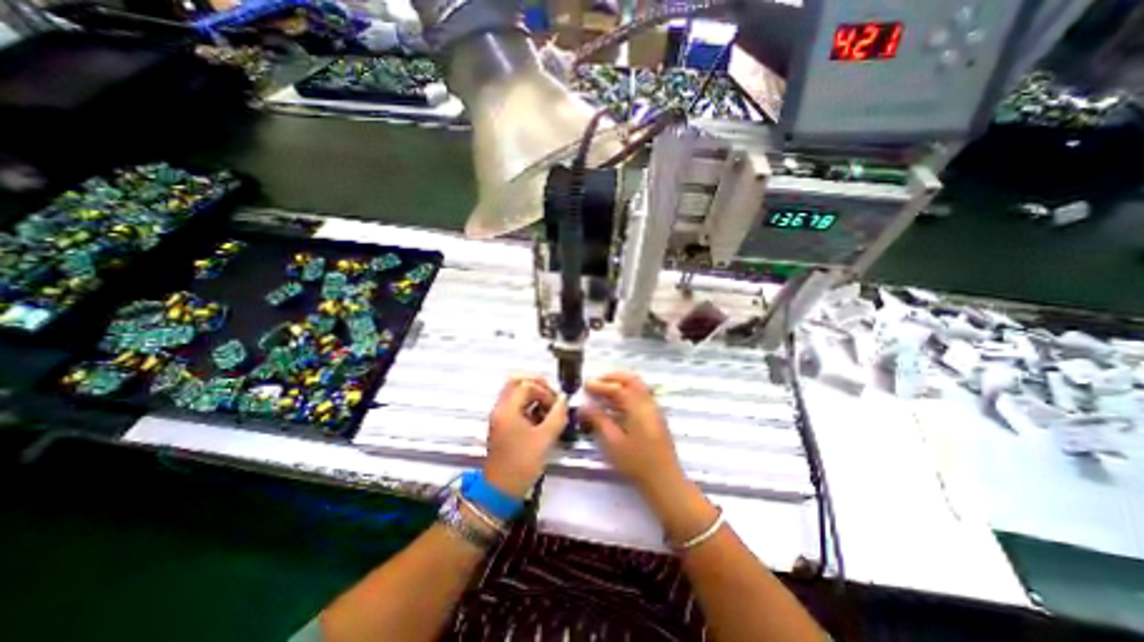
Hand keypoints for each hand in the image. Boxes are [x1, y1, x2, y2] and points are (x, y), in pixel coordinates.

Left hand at [485, 374, 568, 497]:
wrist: (500, 490)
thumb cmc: (522, 463)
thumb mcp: (545, 439)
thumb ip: (557, 415)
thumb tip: (564, 399)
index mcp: (507, 409)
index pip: (527, 385)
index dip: (545, 391)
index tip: (556, 406)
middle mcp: (500, 407)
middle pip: (516, 382)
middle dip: (537, 385)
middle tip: (552, 396)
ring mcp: (500, 415)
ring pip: (516, 392)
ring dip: (534, 395)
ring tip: (548, 409)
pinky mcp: (502, 424)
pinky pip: (515, 404)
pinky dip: (529, 405)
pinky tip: (541, 418)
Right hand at [584, 372, 680, 490]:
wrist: (664, 481)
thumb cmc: (636, 463)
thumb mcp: (613, 442)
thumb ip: (598, 420)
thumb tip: (584, 406)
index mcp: (638, 408)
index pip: (618, 388)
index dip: (600, 385)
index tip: (585, 385)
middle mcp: (648, 403)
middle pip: (632, 380)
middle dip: (613, 377)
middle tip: (596, 381)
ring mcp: (654, 409)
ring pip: (638, 386)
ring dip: (621, 382)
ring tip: (604, 389)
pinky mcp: (656, 416)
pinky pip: (641, 394)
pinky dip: (628, 391)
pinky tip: (616, 402)